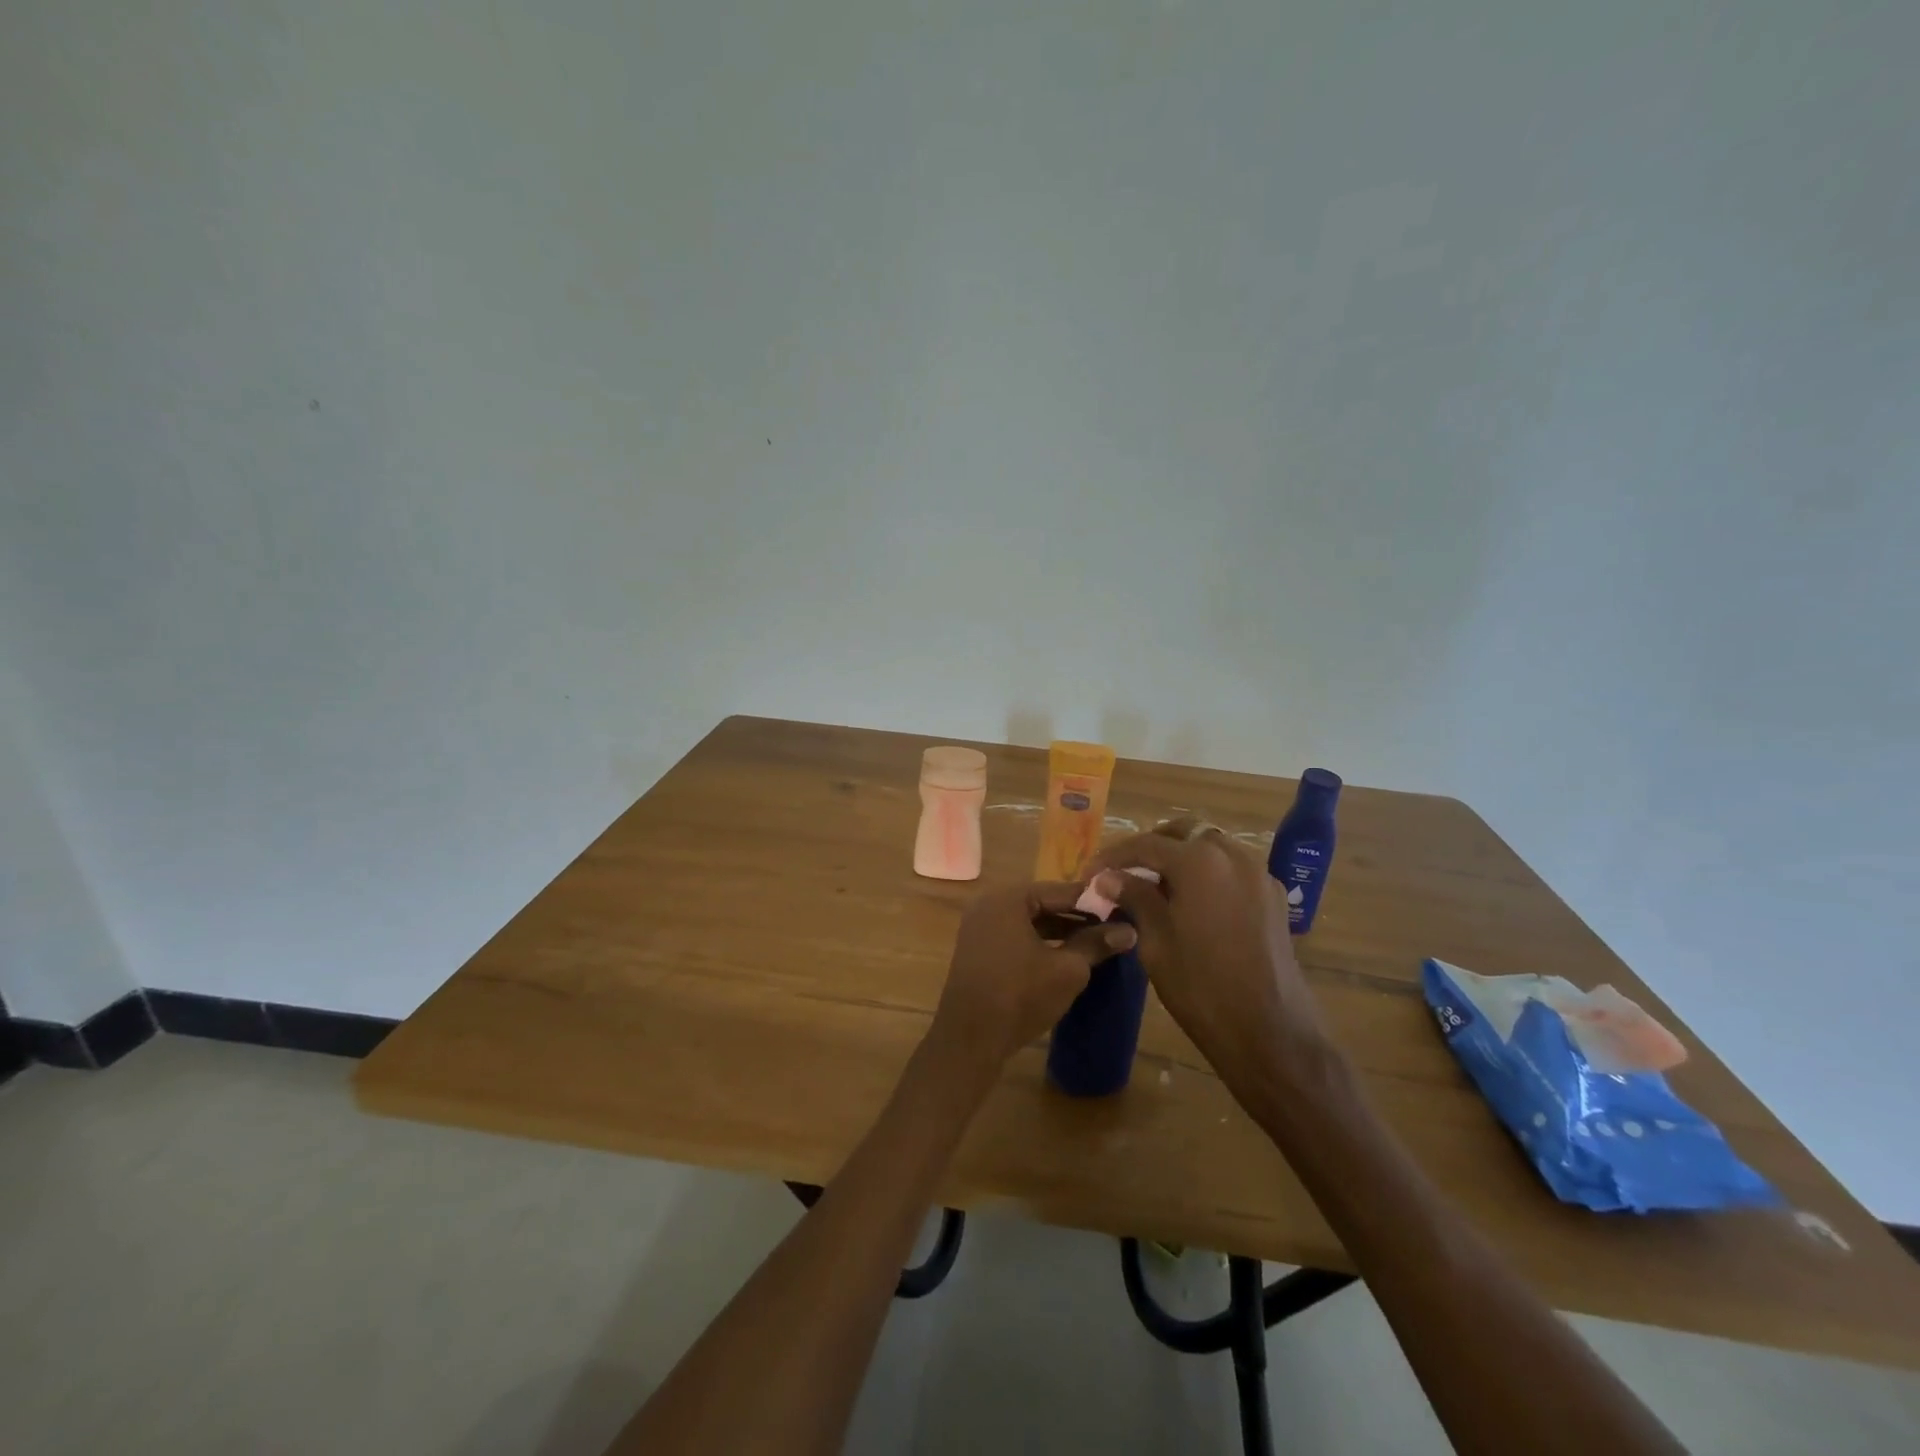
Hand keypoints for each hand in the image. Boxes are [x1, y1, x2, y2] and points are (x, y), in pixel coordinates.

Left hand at [928, 884, 1137, 1075]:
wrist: (970, 1039)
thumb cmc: (1020, 995)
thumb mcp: (1067, 969)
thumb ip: (1096, 944)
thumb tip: (1128, 931)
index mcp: (1009, 898)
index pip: (1061, 891)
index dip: (1095, 902)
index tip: (1124, 911)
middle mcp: (990, 904)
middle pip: (1044, 903)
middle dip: (1078, 917)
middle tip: (1114, 928)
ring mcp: (980, 927)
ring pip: (1030, 922)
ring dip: (1061, 931)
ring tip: (1097, 944)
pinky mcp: (979, 950)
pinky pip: (1016, 937)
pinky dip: (1041, 943)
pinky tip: (1067, 957)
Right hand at [1084, 819, 1330, 1082]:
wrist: (1270, 1033)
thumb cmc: (1201, 988)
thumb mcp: (1156, 942)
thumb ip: (1134, 898)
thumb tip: (1108, 877)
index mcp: (1199, 862)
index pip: (1145, 845)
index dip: (1113, 857)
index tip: (1090, 873)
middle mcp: (1232, 855)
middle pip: (1183, 834)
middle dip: (1151, 848)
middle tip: (1125, 873)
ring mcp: (1258, 874)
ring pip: (1211, 847)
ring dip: (1181, 858)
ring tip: (1156, 887)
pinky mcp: (1273, 897)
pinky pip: (1233, 869)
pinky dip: (1208, 874)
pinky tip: (1192, 903)